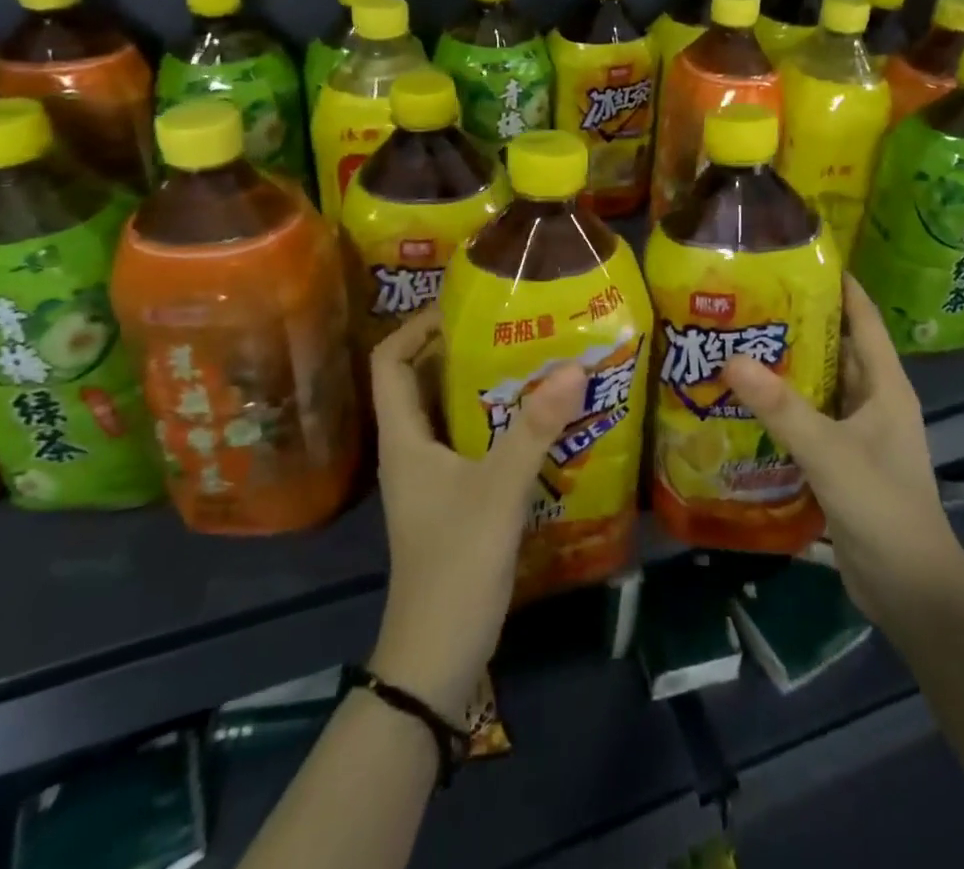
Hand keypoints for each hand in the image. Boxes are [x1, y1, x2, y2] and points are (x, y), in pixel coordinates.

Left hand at [365, 308, 586, 720]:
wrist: (437, 657)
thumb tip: (574, 366)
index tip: (464, 306)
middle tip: (511, 324)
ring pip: (449, 411)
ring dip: (482, 383)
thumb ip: (535, 428)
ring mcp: (430, 476)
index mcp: (404, 437)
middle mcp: (411, 448)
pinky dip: (495, 420)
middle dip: (460, 347)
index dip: (417, 326)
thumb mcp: (499, 489)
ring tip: (530, 359)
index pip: (390, 361)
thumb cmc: (456, 564)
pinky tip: (536, 419)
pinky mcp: (452, 498)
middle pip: (421, 380)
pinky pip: (469, 440)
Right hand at [722, 276, 963, 638]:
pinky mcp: (841, 460)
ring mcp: (857, 432)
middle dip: (796, 324)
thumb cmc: (883, 508)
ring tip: (735, 342)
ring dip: (785, 367)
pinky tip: (743, 402)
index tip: (798, 257)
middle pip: (834, 348)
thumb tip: (731, 358)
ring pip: (818, 385)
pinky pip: (809, 420)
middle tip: (745, 301)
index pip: (862, 319)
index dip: (838, 285)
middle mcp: (873, 400)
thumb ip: (782, 407)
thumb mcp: (830, 453)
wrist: (911, 592)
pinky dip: (781, 407)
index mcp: (885, 386)